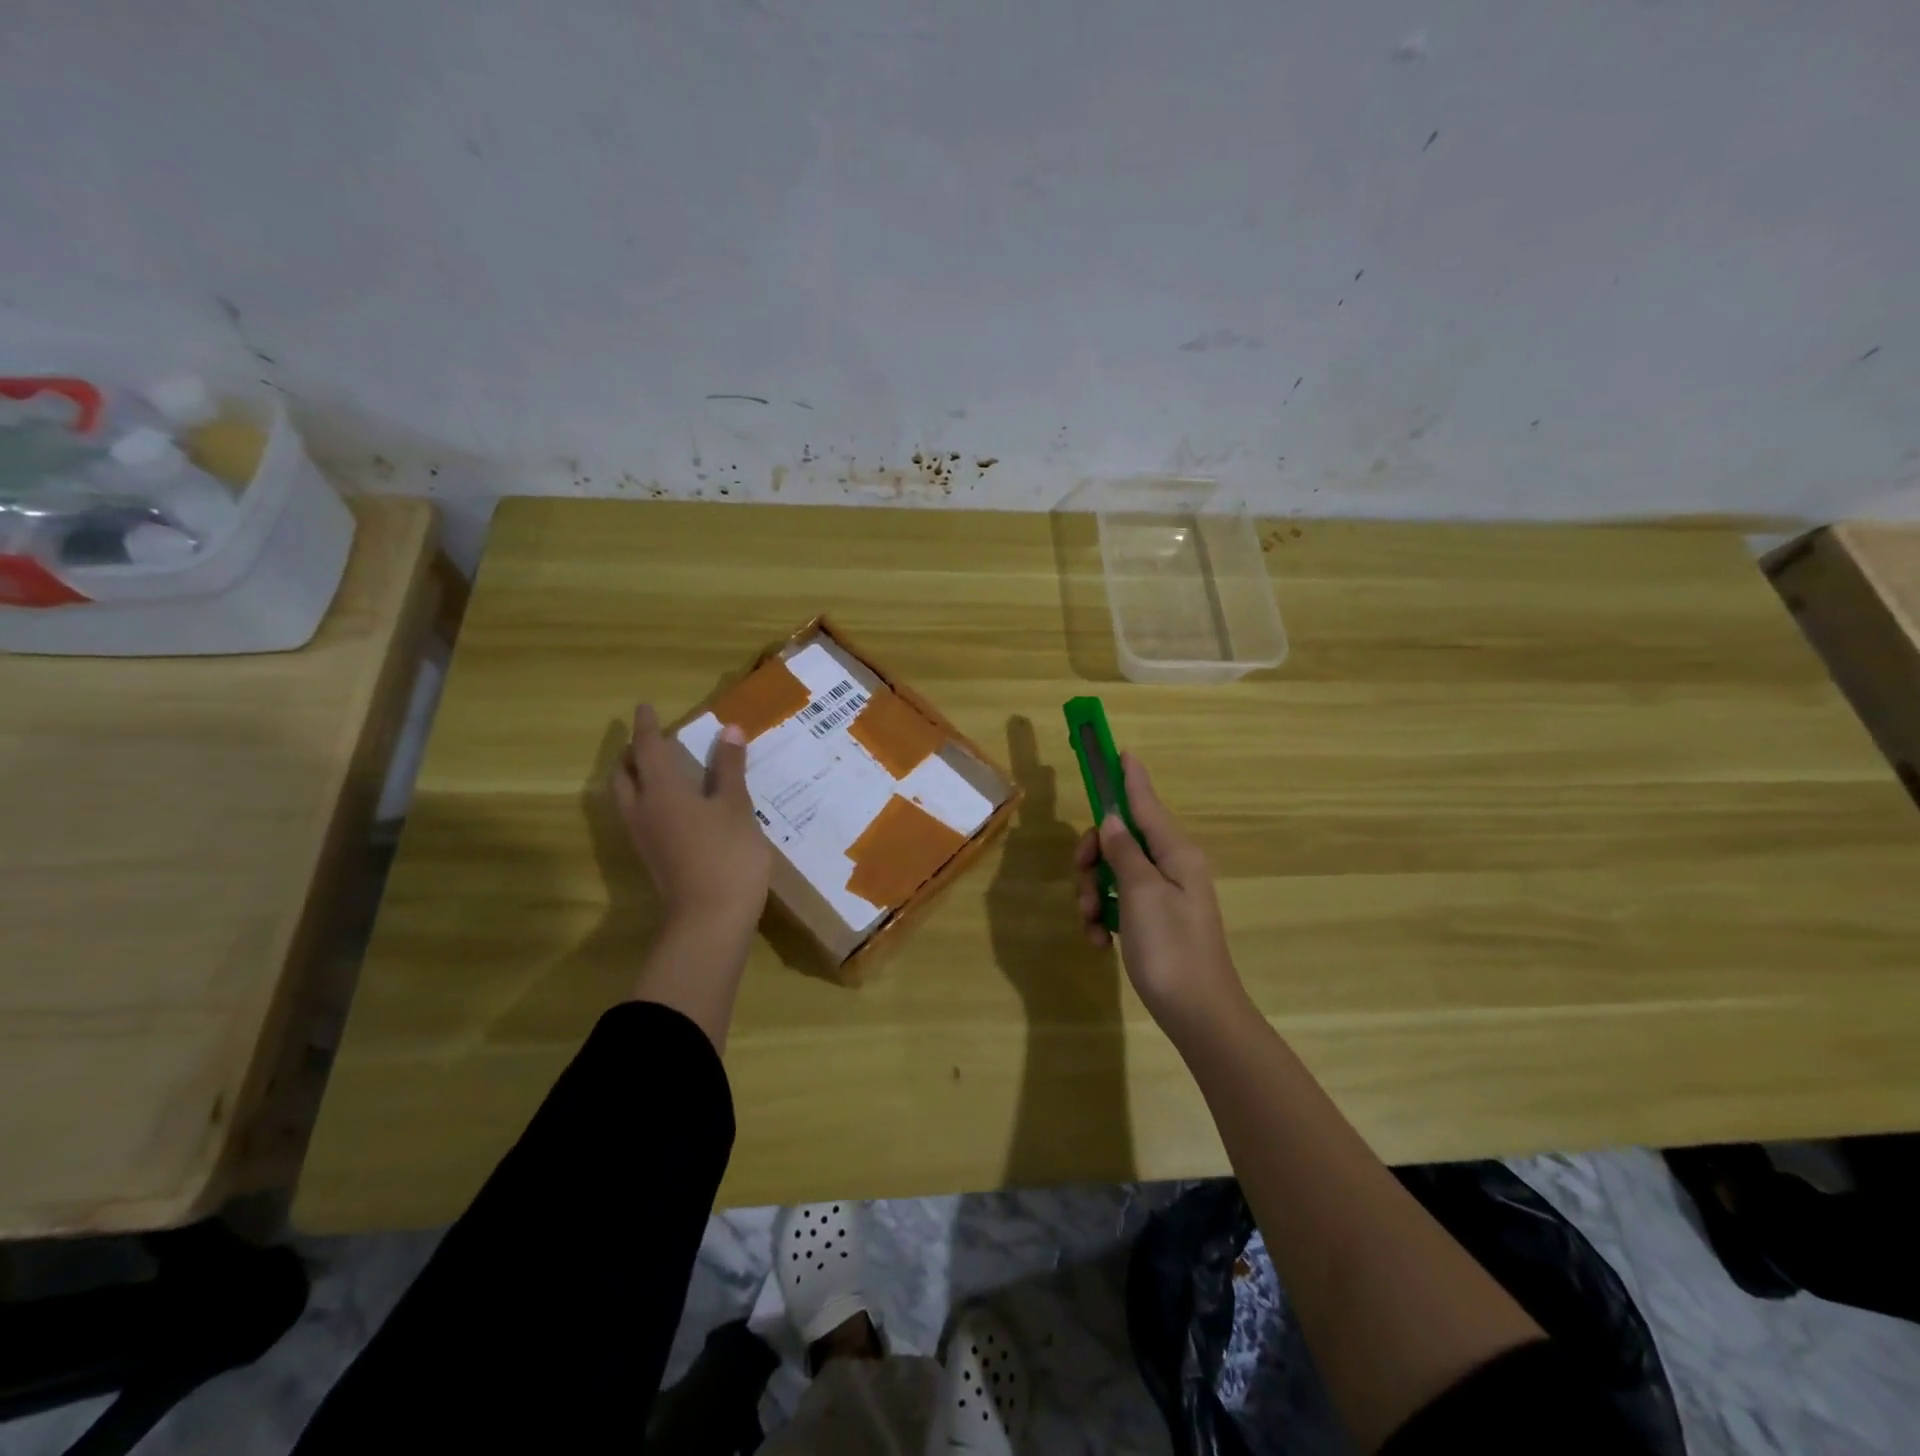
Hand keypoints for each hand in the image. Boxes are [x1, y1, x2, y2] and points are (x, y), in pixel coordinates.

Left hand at [614, 704, 771, 939]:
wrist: (710, 919)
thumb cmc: (728, 855)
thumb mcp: (736, 806)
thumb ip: (730, 768)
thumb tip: (728, 730)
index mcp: (662, 790)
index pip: (647, 748)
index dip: (646, 726)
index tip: (644, 707)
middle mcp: (643, 809)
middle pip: (625, 772)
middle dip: (632, 752)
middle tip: (648, 739)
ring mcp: (643, 836)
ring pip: (627, 796)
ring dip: (635, 775)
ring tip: (658, 768)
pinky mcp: (652, 856)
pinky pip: (638, 815)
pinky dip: (646, 797)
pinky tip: (671, 804)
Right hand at [1074, 753, 1249, 1035]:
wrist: (1198, 1014)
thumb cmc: (1170, 948)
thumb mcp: (1140, 893)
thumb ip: (1123, 851)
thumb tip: (1112, 819)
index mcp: (1176, 852)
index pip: (1145, 802)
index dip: (1129, 777)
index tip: (1119, 751)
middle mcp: (1172, 866)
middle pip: (1120, 837)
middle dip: (1092, 856)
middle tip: (1081, 875)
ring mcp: (1163, 895)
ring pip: (1113, 871)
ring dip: (1092, 892)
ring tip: (1088, 922)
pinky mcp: (1154, 921)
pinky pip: (1118, 902)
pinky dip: (1102, 916)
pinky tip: (1097, 942)